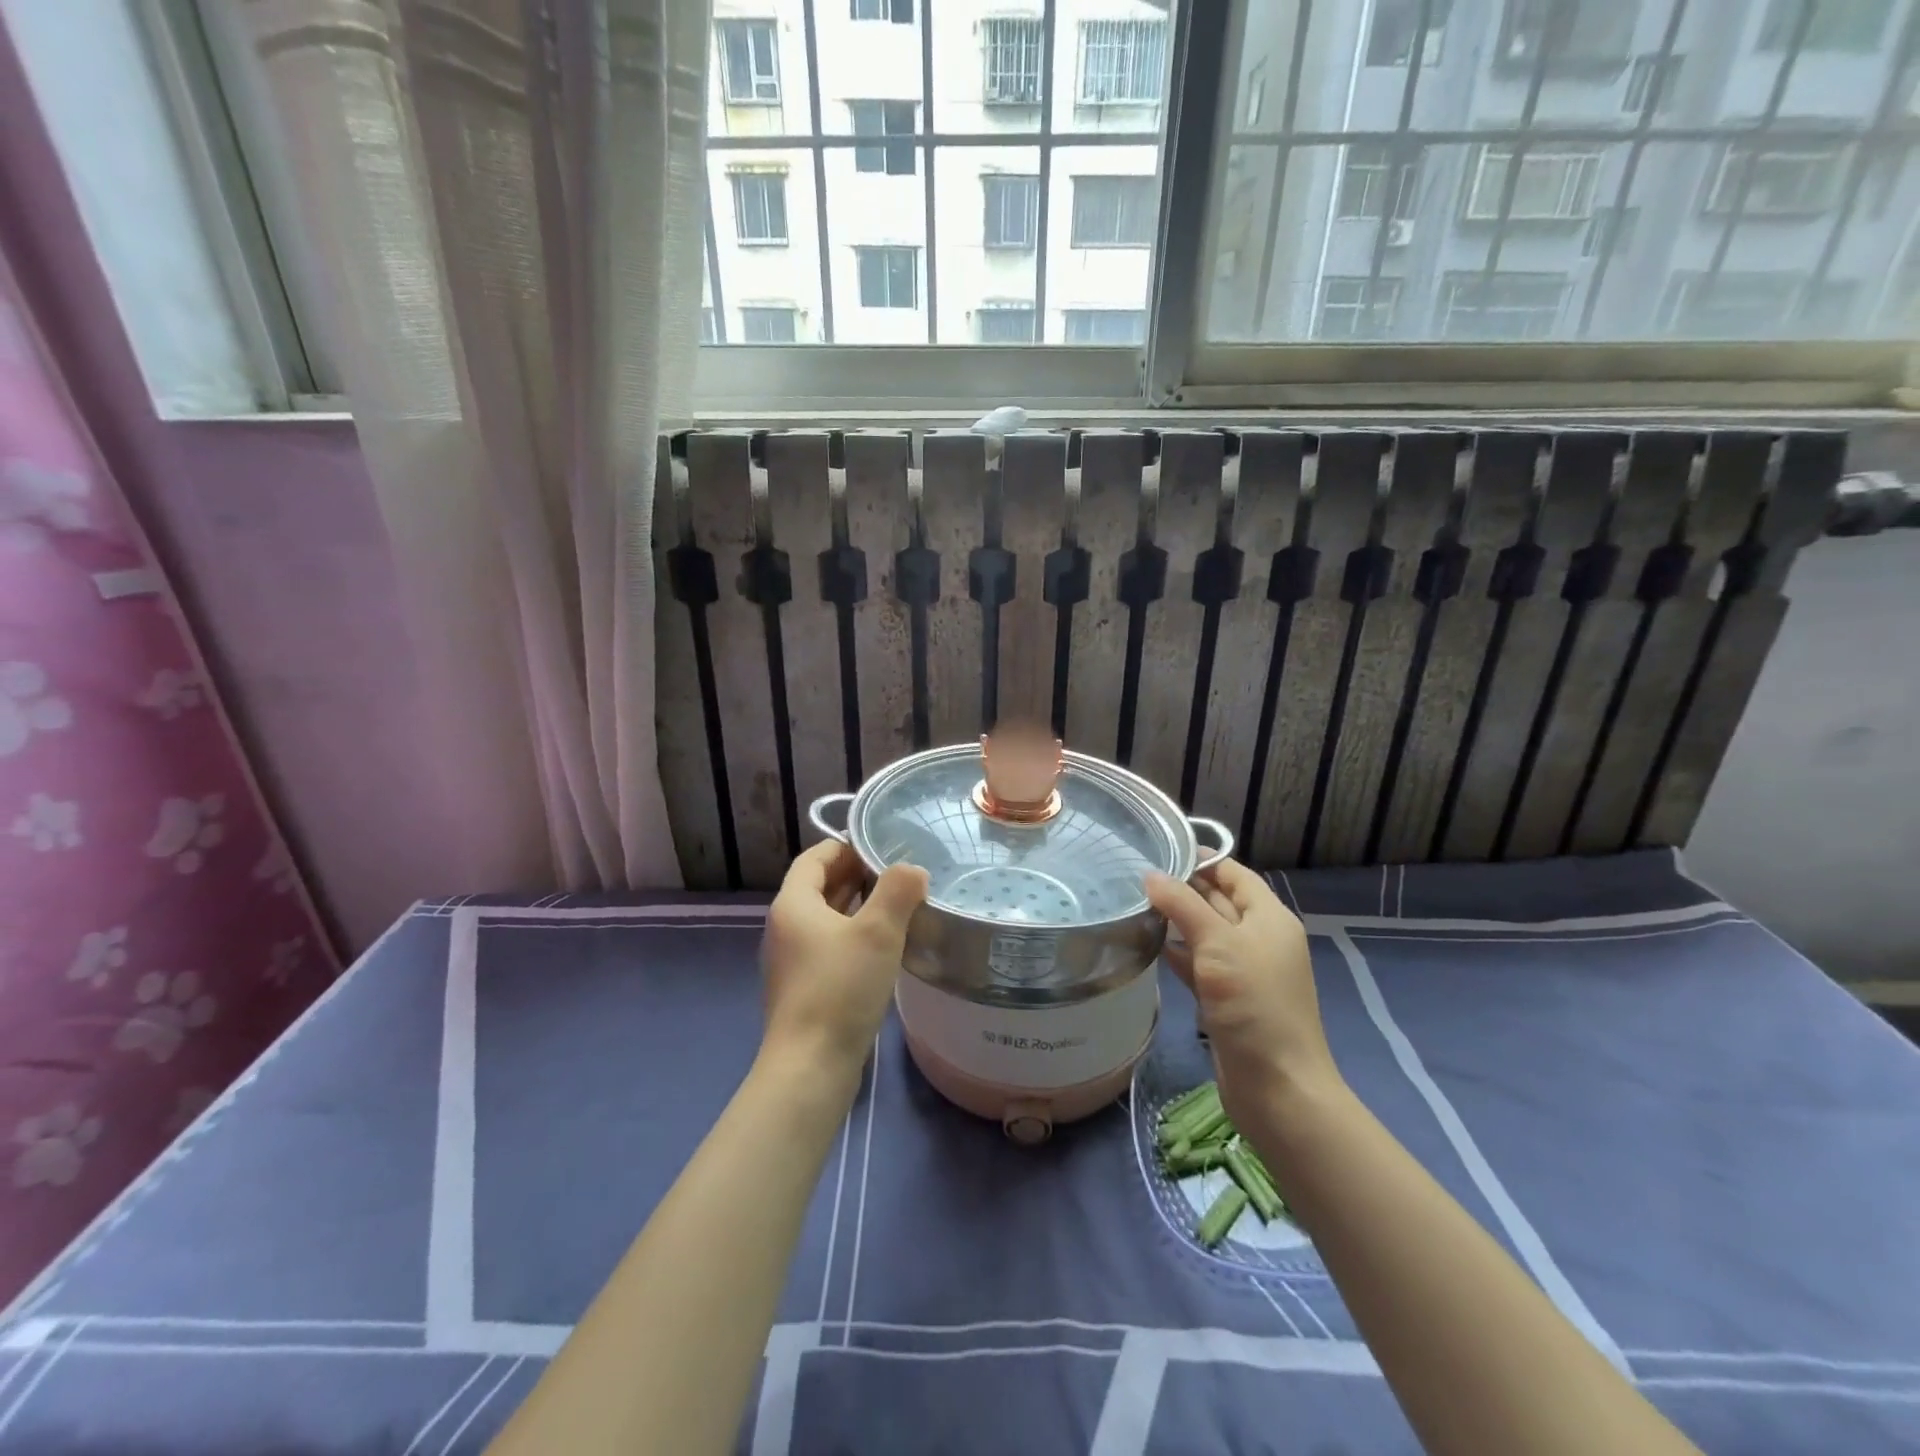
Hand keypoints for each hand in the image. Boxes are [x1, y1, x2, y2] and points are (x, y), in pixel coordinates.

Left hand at [761, 840, 928, 1080]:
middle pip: (819, 887)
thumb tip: (912, 870)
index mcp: (793, 904)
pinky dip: (853, 936)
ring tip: (897, 905)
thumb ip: (898, 891)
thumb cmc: (841, 987)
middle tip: (897, 873)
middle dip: (856, 875)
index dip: (846, 846)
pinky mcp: (803, 988)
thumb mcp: (879, 931)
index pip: (816, 858)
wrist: (811, 1066)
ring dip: (857, 907)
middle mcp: (785, 927)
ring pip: (826, 919)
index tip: (881, 845)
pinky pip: (829, 947)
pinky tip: (883, 947)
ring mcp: (792, 960)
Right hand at [1145, 858, 1340, 1121]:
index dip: (1201, 858)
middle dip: (1182, 887)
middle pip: (1218, 900)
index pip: (1234, 873)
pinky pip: (1199, 963)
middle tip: (1134, 875)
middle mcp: (1258, 938)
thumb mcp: (1218, 944)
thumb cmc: (1254, 1004)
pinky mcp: (1226, 998)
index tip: (1158, 848)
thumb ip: (1183, 905)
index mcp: (1269, 917)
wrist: (1277, 1087)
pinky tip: (1148, 944)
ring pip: (1205, 933)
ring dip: (1175, 920)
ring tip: (1133, 903)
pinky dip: (1177, 952)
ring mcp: (1243, 970)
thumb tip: (1150, 874)